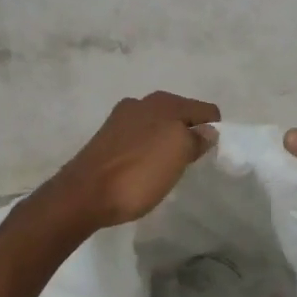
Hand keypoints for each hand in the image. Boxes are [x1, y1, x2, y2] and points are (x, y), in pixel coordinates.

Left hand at [40, 91, 220, 232]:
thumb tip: (208, 130)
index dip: (213, 130)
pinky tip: (143, 169)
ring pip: (158, 127)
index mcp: (164, 102)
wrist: (84, 195)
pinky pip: (139, 140)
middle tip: (191, 163)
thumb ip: (197, 139)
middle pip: (180, 116)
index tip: (211, 155)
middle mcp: (142, 103)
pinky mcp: (106, 138)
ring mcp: (121, 120)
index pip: (204, 110)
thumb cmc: (139, 173)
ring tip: (167, 168)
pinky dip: (147, 150)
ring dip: (166, 143)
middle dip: (188, 135)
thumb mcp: (178, 156)